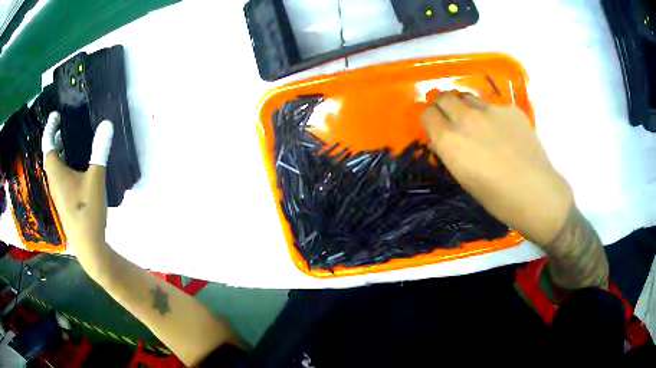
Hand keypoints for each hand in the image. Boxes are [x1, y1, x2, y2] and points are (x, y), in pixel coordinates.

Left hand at [42, 111, 113, 251]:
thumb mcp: (96, 179)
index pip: (48, 144)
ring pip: (55, 167)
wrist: (88, 247)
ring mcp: (58, 194)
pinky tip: (75, 167)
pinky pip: (60, 177)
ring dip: (60, 152)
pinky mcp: (64, 202)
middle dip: (55, 139)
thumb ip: (99, 151)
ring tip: (70, 142)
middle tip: (65, 125)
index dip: (50, 128)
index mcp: (56, 173)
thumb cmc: (87, 212)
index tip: (55, 115)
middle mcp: (54, 182)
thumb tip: (107, 124)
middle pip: (50, 155)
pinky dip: (64, 165)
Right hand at [421, 93, 572, 245]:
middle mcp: (465, 118)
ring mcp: (490, 110)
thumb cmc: (496, 197)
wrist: (535, 193)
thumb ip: (449, 154)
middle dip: (444, 106)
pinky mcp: (510, 109)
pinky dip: (493, 115)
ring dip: (466, 106)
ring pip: (468, 97)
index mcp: (449, 140)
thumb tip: (441, 141)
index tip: (436, 127)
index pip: (428, 114)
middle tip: (452, 118)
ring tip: (478, 122)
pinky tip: (506, 133)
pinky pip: (494, 106)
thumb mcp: (464, 179)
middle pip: (444, 97)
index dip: (431, 120)